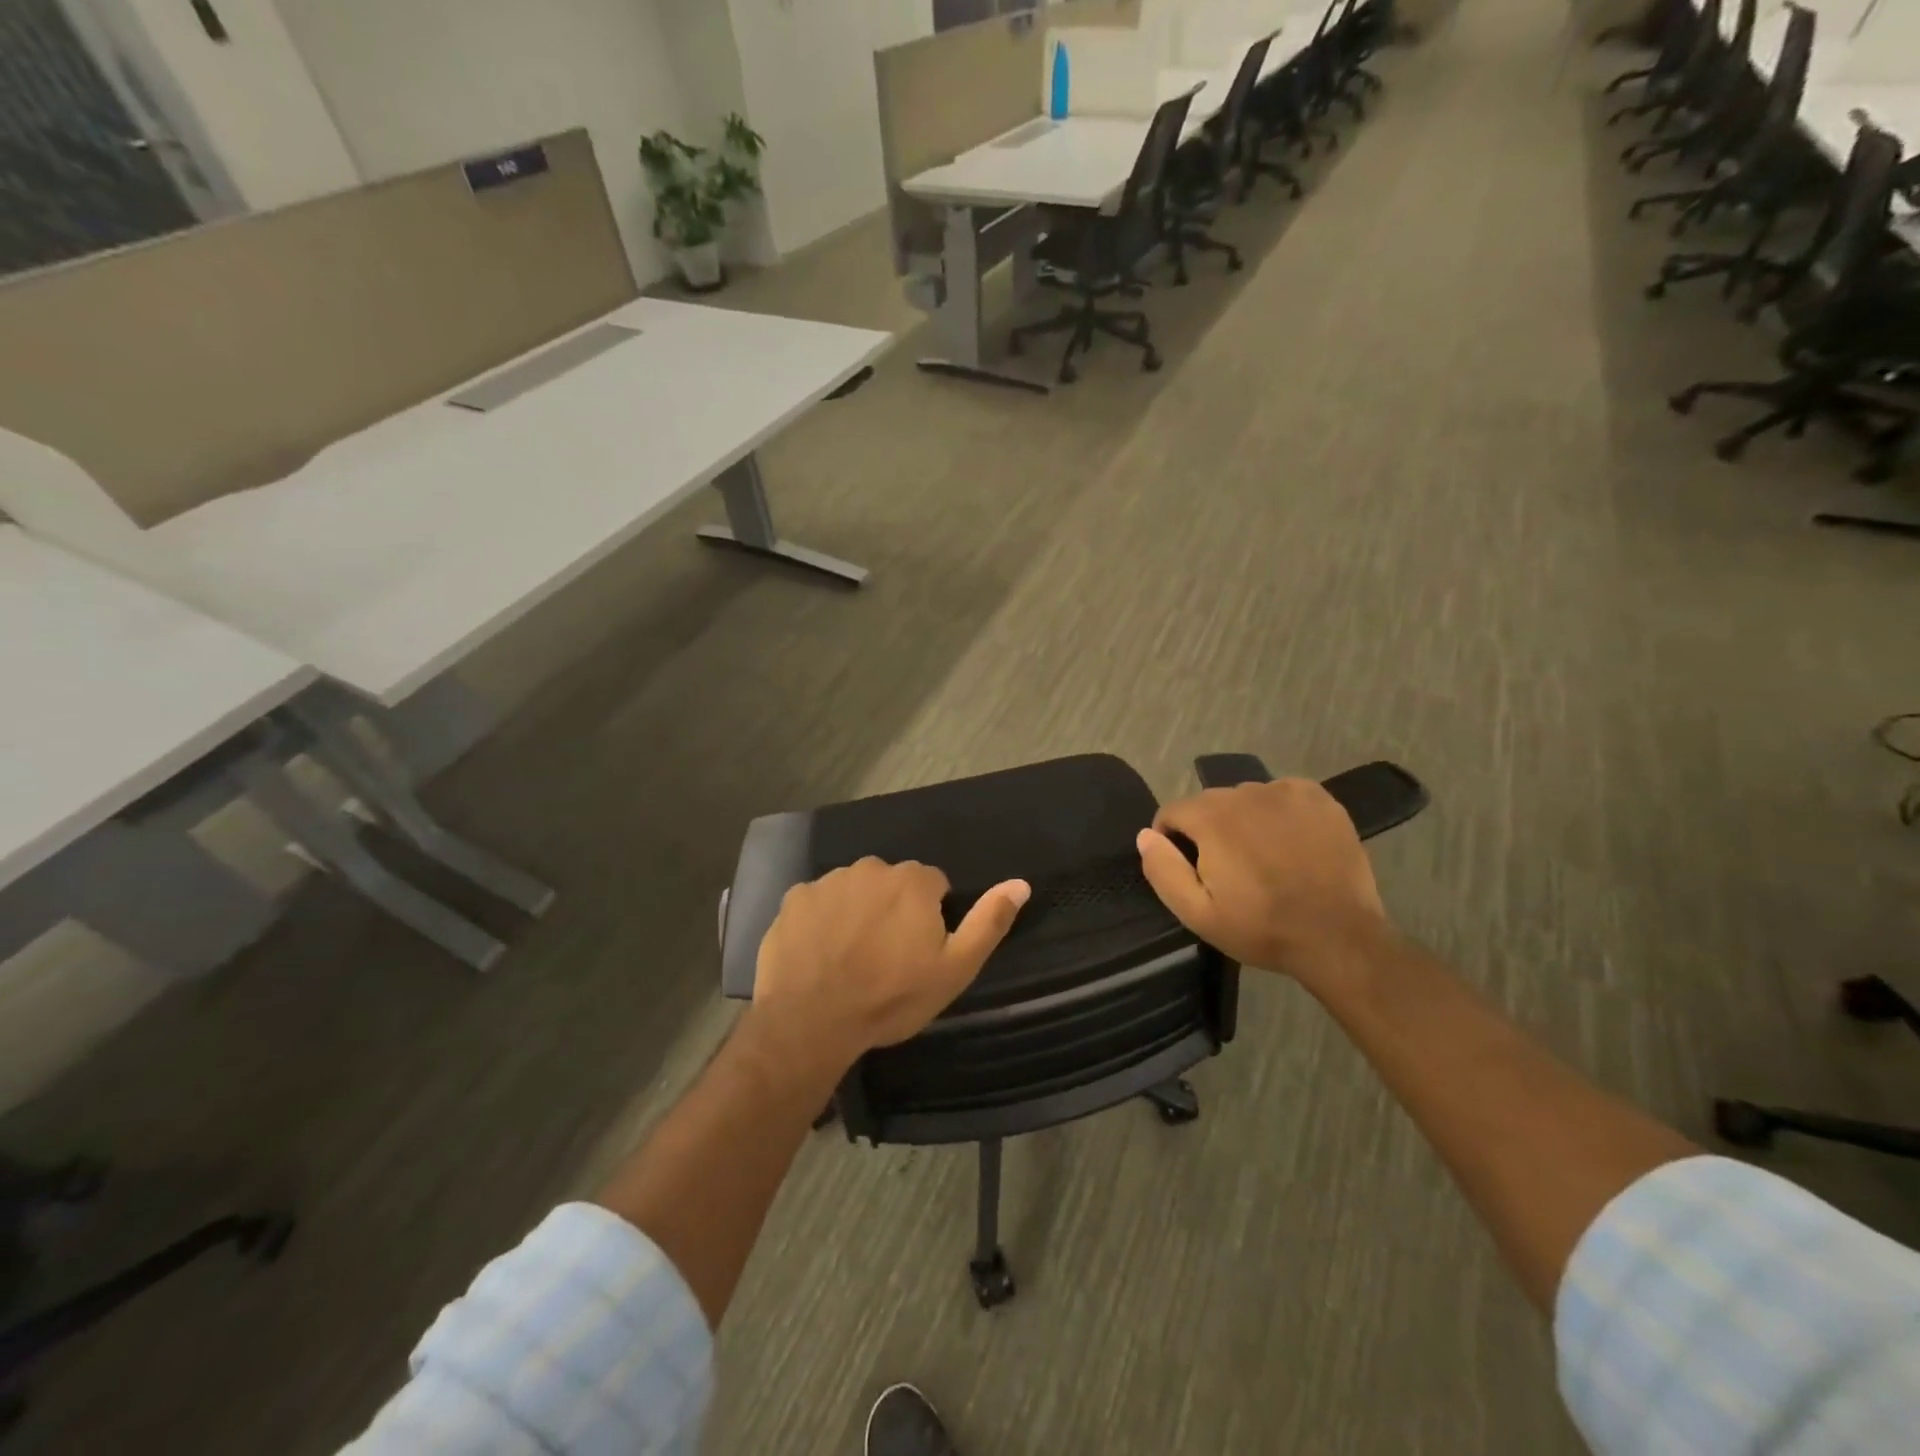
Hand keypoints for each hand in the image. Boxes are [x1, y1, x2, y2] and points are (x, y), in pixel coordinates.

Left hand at [751, 858, 1030, 1076]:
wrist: (811, 1021)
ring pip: (853, 890)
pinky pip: (817, 903)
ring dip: (856, 912)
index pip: (933, 885)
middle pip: (891, 884)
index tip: (918, 951)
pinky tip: (818, 954)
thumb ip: (988, 922)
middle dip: (892, 909)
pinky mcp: (794, 898)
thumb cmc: (891, 997)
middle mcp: (871, 868)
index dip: (929, 917)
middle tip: (884, 957)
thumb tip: (1021, 883)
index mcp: (913, 881)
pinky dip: (821, 920)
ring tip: (849, 958)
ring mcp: (828, 881)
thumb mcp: (954, 969)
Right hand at [1135, 778, 1387, 978]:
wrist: (1339, 938)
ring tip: (1264, 860)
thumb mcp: (1197, 913)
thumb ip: (1163, 869)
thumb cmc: (1262, 928)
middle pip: (1209, 804)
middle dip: (1209, 832)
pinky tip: (1291, 845)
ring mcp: (1286, 792)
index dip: (1172, 842)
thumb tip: (1145, 835)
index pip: (1171, 813)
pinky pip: (1282, 796)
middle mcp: (1245, 792)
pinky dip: (1279, 814)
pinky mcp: (1319, 798)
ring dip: (1244, 822)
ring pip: (1246, 799)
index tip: (1190, 871)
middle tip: (1230, 872)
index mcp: (1211, 816)